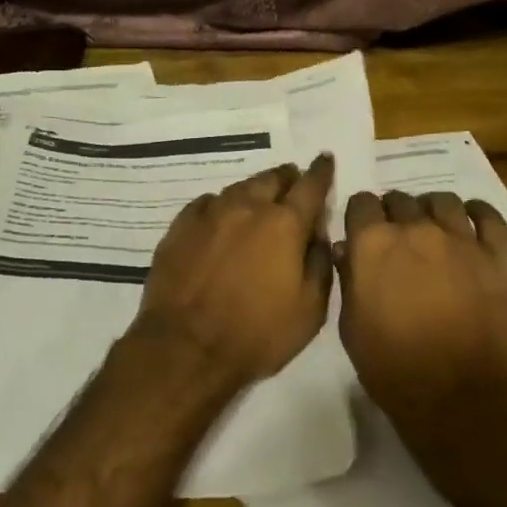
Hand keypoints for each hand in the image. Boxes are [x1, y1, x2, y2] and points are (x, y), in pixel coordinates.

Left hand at [136, 155, 335, 387]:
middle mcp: (248, 207)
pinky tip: (220, 214)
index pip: (310, 186)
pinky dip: (221, 205)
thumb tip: (318, 235)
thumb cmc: (257, 334)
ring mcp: (210, 214)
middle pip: (272, 179)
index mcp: (284, 224)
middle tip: (293, 180)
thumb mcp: (309, 310)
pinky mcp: (181, 226)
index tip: (325, 160)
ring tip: (260, 197)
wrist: (185, 346)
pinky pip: (207, 203)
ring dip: (255, 189)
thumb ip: (319, 264)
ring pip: (239, 188)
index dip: (321, 171)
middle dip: (287, 177)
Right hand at [337, 190, 506, 417]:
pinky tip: (470, 219)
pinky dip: (477, 212)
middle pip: (400, 199)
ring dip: (431, 210)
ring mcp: (459, 240)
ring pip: (443, 201)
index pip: (361, 203)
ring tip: (432, 229)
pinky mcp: (496, 256)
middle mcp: (415, 229)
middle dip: (394, 214)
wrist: (460, 397)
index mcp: (373, 243)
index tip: (363, 232)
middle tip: (397, 239)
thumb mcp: (351, 327)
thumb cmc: (393, 366)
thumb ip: (348, 279)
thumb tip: (347, 250)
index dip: (360, 216)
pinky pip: (488, 216)